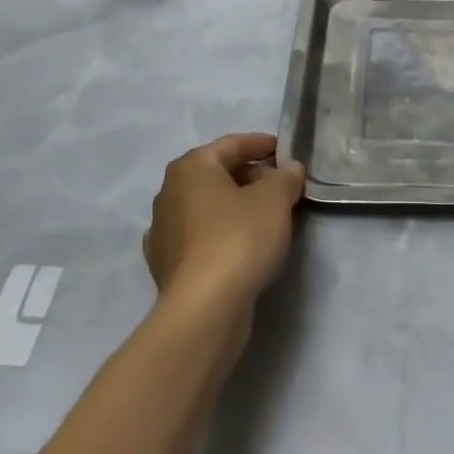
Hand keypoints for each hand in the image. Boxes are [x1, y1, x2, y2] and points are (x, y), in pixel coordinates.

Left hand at [142, 133, 305, 320]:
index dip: (260, 144)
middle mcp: (169, 192)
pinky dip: (219, 234)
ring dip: (235, 206)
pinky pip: (199, 237)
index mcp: (191, 167)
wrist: (204, 309)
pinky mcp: (165, 265)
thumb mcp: (275, 199)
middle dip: (250, 177)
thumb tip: (290, 169)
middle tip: (281, 186)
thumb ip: (285, 178)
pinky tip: (238, 244)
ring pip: (207, 207)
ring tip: (266, 216)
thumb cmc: (238, 238)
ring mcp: (163, 231)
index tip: (284, 151)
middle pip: (217, 174)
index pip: (231, 144)